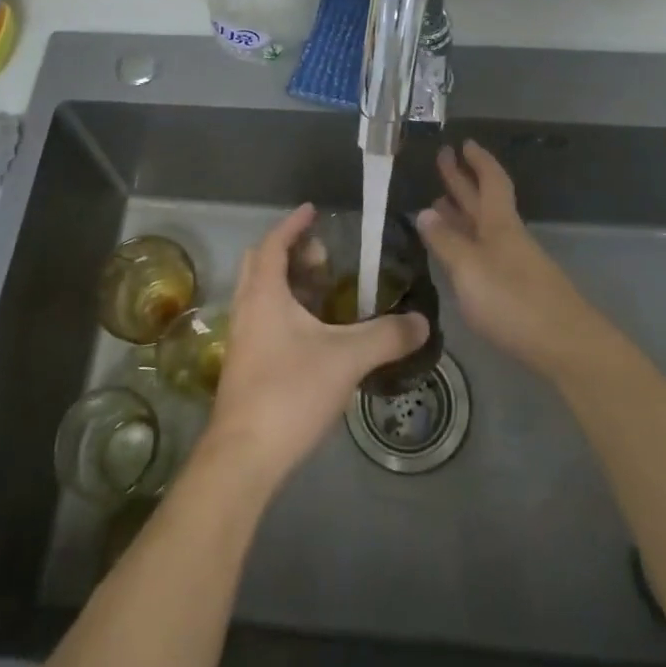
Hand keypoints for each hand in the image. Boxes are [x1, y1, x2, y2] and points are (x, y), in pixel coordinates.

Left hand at [201, 203, 429, 491]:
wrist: (244, 456)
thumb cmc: (289, 391)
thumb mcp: (347, 359)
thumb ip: (387, 336)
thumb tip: (422, 321)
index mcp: (264, 294)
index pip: (274, 243)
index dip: (293, 224)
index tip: (313, 210)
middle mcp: (247, 308)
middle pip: (262, 264)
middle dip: (290, 251)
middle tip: (322, 254)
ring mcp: (243, 338)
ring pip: (261, 293)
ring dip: (288, 282)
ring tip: (323, 289)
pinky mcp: (245, 365)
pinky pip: (263, 318)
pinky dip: (285, 309)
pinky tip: (313, 332)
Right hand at [417, 141, 601, 380]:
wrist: (566, 346)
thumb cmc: (513, 301)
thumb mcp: (469, 268)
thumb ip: (445, 242)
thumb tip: (423, 212)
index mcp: (499, 224)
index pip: (490, 181)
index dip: (478, 161)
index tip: (463, 143)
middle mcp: (507, 236)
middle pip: (484, 200)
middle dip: (463, 180)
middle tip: (442, 158)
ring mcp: (514, 262)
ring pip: (483, 227)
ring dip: (461, 212)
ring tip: (437, 203)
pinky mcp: (515, 288)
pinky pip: (484, 250)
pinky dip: (466, 242)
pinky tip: (455, 251)